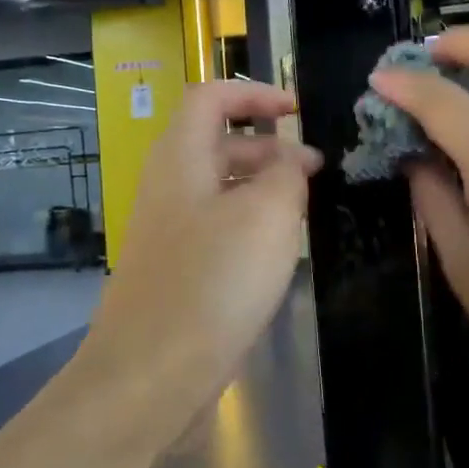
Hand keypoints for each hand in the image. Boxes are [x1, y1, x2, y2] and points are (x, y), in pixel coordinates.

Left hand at [80, 80, 321, 395]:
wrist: (152, 375)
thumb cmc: (214, 281)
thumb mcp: (266, 214)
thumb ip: (285, 174)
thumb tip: (288, 161)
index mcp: (181, 158)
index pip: (211, 97)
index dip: (255, 93)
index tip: (298, 110)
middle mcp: (169, 186)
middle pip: (218, 142)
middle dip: (269, 146)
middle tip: (316, 169)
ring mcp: (170, 231)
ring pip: (221, 189)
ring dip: (264, 187)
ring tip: (306, 209)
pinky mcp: (178, 269)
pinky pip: (219, 228)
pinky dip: (251, 225)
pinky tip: (280, 251)